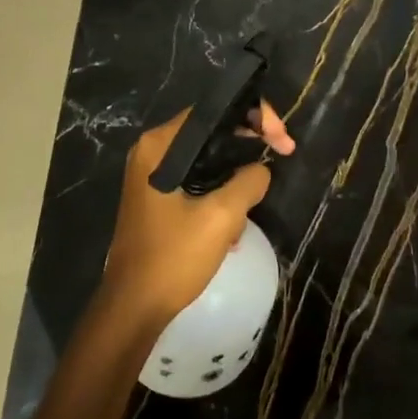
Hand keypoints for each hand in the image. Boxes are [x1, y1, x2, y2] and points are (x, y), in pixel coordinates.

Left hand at [97, 104, 293, 328]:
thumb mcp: (221, 217)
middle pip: (212, 131)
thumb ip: (248, 181)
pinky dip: (220, 192)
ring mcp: (153, 176)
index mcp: (160, 146)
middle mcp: (152, 152)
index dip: (254, 116)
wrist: (133, 308)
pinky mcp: (158, 198)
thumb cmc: (173, 257)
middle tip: (284, 153)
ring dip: (236, 174)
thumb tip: (260, 169)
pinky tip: (233, 225)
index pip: (213, 110)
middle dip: (249, 142)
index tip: (281, 139)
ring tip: (257, 197)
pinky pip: (198, 180)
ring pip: (208, 158)